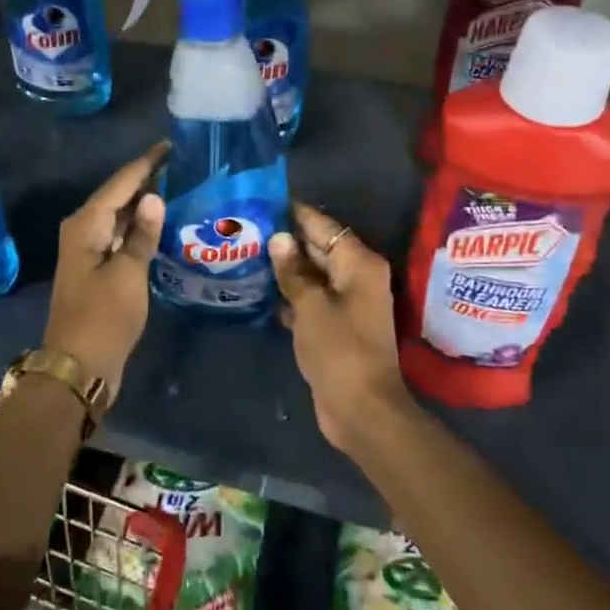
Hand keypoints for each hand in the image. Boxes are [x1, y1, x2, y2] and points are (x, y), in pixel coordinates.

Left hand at [42, 144, 168, 395]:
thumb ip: (142, 235)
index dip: (146, 164)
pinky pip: (120, 236)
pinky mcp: (97, 269)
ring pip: (119, 216)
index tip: (170, 145)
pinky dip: (140, 228)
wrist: (78, 367)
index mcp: (86, 225)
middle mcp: (83, 231)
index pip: (120, 183)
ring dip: (144, 204)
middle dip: (146, 180)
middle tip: (181, 163)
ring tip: (178, 185)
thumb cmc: (103, 318)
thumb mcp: (128, 274)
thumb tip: (154, 198)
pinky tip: (162, 224)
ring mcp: (89, 251)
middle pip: (118, 196)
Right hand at [269, 202, 412, 455]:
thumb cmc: (339, 350)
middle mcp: (357, 277)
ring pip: (313, 275)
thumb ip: (293, 271)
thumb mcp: (311, 306)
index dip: (295, 213)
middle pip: (320, 248)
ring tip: (248, 253)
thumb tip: (279, 239)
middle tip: (248, 227)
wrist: (361, 409)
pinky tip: (262, 290)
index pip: (324, 226)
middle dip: (287, 240)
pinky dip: (291, 295)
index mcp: (359, 264)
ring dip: (286, 268)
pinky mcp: (337, 326)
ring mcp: (348, 303)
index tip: (264, 200)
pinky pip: (312, 299)